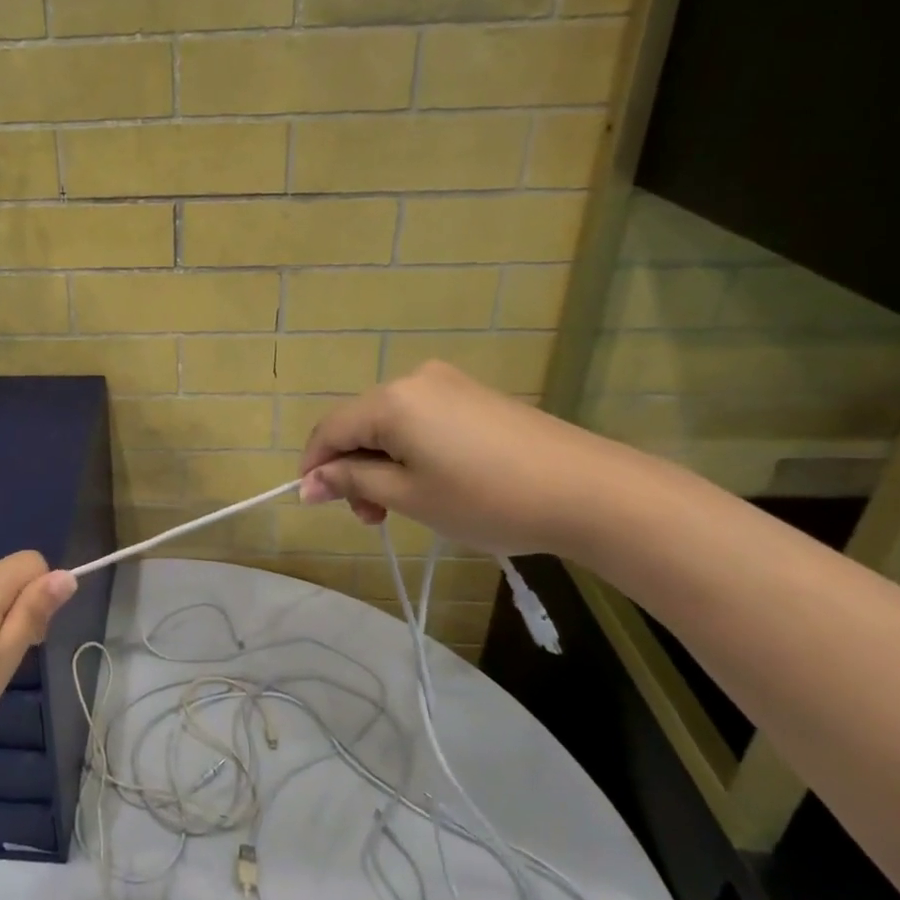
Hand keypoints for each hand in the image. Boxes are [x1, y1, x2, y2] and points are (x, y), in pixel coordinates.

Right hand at [297, 361, 625, 557]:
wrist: (588, 490)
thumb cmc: (487, 498)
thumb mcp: (409, 496)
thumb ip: (353, 483)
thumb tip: (310, 483)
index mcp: (391, 400)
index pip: (330, 429)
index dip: (314, 466)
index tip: (312, 504)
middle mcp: (414, 380)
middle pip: (360, 423)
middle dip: (352, 469)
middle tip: (370, 519)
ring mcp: (449, 384)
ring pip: (391, 423)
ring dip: (381, 463)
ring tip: (400, 507)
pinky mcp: (475, 396)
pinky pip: (422, 420)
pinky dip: (411, 451)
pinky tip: (431, 482)